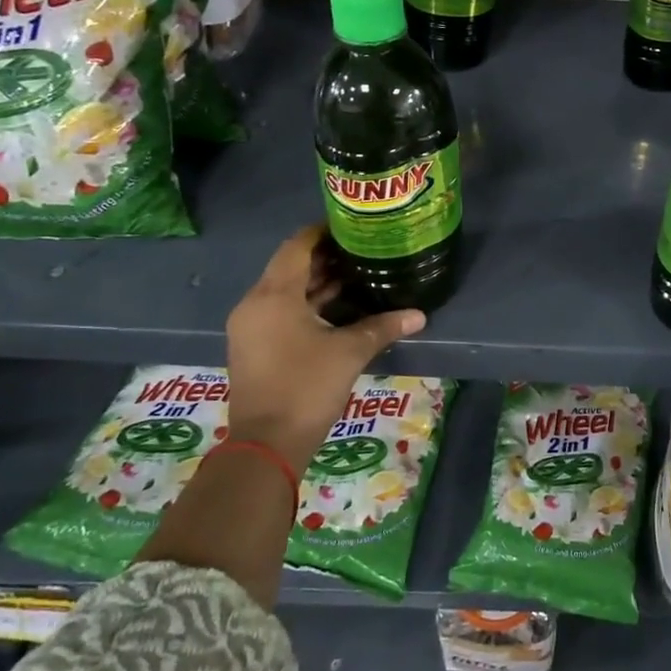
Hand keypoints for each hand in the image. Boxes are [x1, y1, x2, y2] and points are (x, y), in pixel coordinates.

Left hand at [225, 225, 423, 472]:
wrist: (267, 445)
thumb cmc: (306, 388)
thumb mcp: (349, 353)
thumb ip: (382, 327)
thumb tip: (419, 314)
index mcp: (274, 296)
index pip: (297, 246)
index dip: (322, 232)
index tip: (352, 225)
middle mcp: (255, 304)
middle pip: (290, 267)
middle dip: (325, 257)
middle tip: (362, 250)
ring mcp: (251, 328)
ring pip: (285, 291)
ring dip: (317, 282)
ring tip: (357, 274)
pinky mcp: (254, 347)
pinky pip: (280, 311)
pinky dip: (307, 304)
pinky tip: (338, 308)